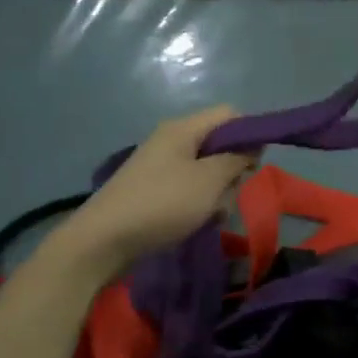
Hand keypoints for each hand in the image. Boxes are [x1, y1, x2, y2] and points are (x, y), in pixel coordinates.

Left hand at [61, 107, 256, 269]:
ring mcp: (161, 166)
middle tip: (229, 193)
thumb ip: (237, 158)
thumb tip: (252, 146)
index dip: (249, 133)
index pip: (229, 115)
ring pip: (207, 171)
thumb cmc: (162, 204)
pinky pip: (189, 189)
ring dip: (217, 192)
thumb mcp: (209, 181)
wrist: (102, 242)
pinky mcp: (154, 190)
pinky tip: (198, 222)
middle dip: (233, 169)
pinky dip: (199, 204)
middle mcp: (171, 141)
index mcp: (183, 129)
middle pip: (219, 144)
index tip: (255, 164)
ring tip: (212, 214)